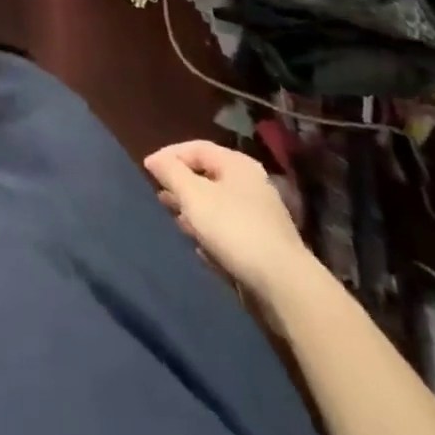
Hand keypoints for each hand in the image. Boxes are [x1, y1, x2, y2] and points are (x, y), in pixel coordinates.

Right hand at [144, 140, 313, 303]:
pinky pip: (230, 229)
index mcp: (237, 164)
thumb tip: (154, 159)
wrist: (286, 286)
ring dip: (194, 211)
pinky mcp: (265, 244)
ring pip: (218, 204)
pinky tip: (201, 248)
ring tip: (176, 222)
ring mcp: (261, 214)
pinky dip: (212, 233)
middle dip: (181, 186)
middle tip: (159, 197)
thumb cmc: (234, 229)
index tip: (147, 171)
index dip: (169, 156)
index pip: (195, 148)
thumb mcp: (193, 196)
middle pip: (207, 176)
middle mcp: (251, 183)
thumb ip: (171, 172)